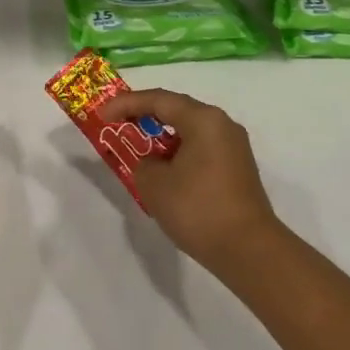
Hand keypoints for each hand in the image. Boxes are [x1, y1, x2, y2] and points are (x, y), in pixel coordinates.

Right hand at [97, 89, 284, 276]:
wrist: (248, 250)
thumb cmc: (197, 209)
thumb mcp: (154, 184)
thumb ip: (143, 163)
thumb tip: (154, 163)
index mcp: (204, 120)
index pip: (159, 100)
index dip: (126, 104)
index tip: (101, 114)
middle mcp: (223, 125)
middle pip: (177, 111)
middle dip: (145, 117)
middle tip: (117, 125)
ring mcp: (234, 148)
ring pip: (190, 132)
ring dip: (162, 138)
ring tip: (137, 151)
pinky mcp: (237, 169)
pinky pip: (201, 149)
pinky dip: (178, 154)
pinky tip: (164, 172)